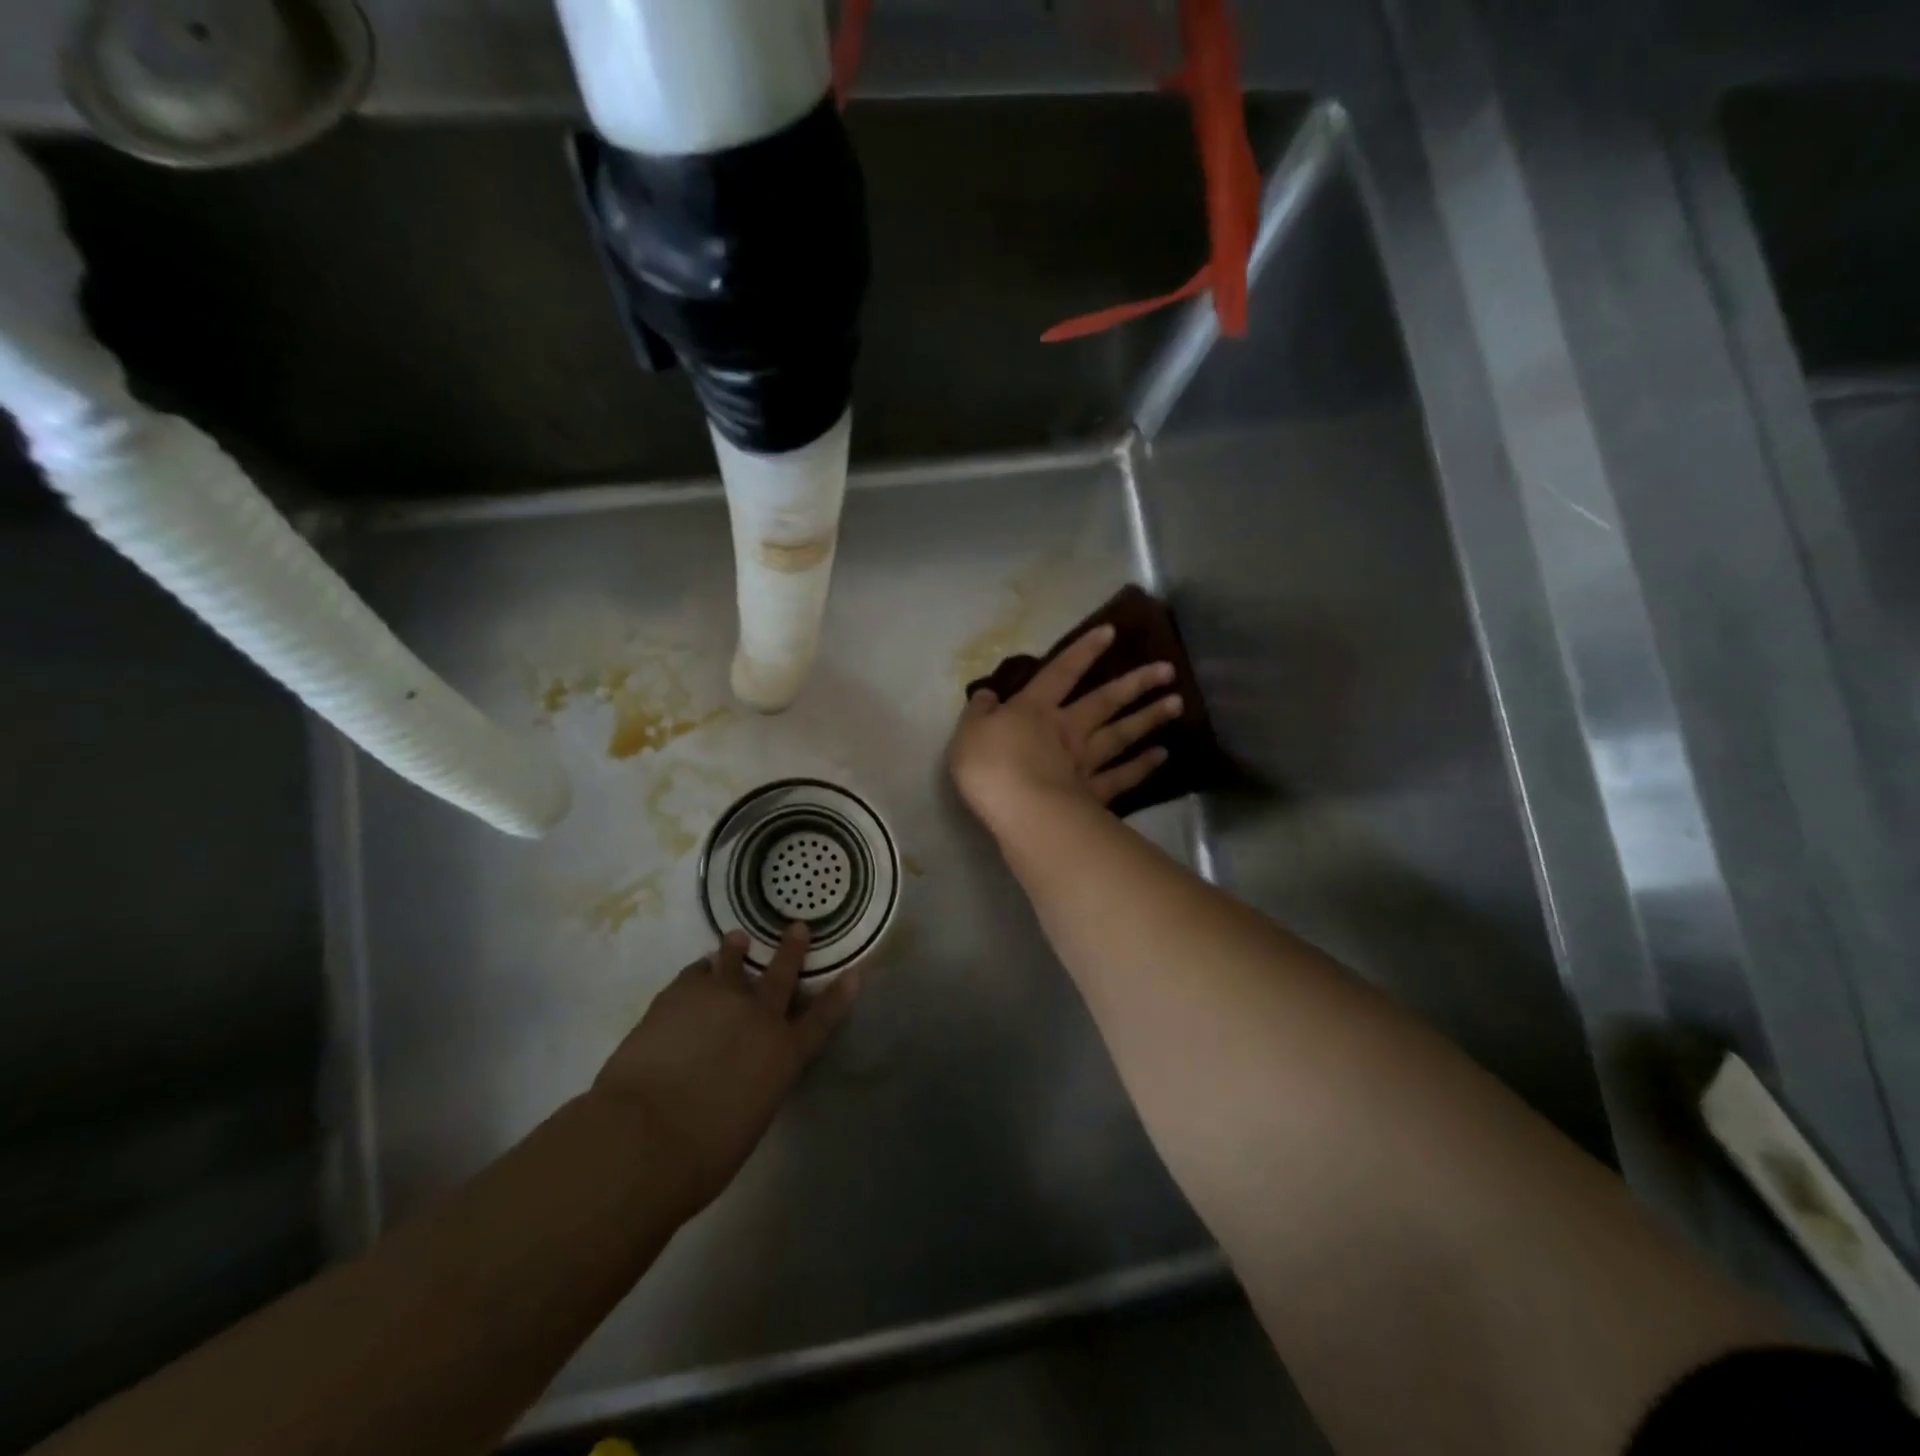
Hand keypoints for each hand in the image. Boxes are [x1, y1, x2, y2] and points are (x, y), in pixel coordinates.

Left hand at [591, 924, 857, 1218]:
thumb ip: (754, 1085)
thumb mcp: (749, 1120)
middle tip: (798, 927)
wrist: (646, 1135)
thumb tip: (741, 1076)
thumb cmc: (703, 1154)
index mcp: (784, 1055)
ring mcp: (720, 999)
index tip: (853, 975)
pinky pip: (694, 974)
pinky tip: (696, 972)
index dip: (839, 997)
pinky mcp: (680, 994)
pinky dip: (699, 972)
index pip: (821, 1020)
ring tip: (737, 938)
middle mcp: (759, 1017)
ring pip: (732, 962)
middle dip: (792, 950)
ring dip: (736, 950)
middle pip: (781, 975)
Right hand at [948, 622, 1181, 839]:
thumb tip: (988, 694)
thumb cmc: (990, 767)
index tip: (1111, 632)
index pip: (1061, 672)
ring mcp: (1085, 761)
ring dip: (1149, 718)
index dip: (1083, 651)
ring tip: (1176, 704)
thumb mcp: (969, 732)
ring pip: (1121, 734)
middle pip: (1105, 701)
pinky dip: (1142, 766)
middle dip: (1135, 683)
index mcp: (1035, 710)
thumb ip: (980, 711)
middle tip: (1167, 669)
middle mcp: (1067, 729)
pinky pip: (1122, 776)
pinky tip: (1161, 755)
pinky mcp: (1094, 793)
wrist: (1022, 810)